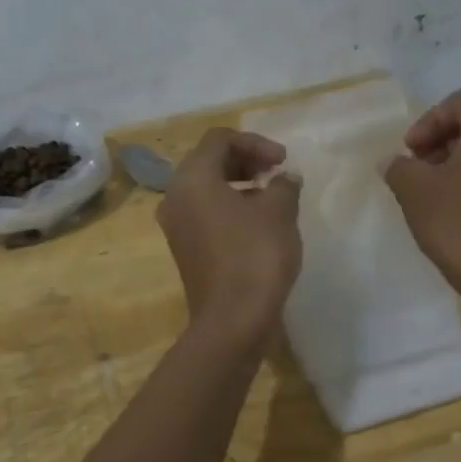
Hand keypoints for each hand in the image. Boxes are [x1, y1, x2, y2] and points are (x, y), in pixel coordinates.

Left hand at [159, 128, 301, 341]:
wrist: (233, 321)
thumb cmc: (255, 256)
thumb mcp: (279, 211)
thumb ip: (283, 184)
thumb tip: (284, 179)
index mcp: (192, 178)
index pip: (219, 139)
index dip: (255, 143)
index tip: (282, 162)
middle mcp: (175, 197)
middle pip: (209, 161)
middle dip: (246, 161)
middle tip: (277, 174)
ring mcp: (177, 226)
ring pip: (207, 189)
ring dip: (240, 185)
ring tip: (273, 198)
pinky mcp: (185, 249)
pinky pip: (206, 214)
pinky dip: (231, 208)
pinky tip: (259, 224)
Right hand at [384, 89, 460, 294]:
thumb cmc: (457, 223)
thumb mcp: (413, 189)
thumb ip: (399, 166)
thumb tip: (394, 163)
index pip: (460, 102)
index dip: (428, 120)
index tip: (410, 151)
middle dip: (442, 142)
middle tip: (418, 168)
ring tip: (435, 192)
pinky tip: (459, 210)